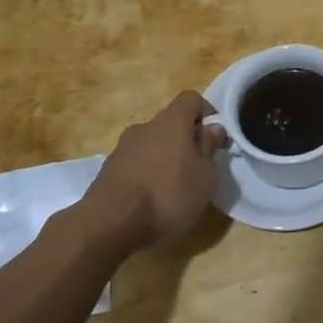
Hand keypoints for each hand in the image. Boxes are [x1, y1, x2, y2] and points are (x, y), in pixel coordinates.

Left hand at [82, 91, 227, 251]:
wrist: (109, 224)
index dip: (206, 112)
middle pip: (170, 123)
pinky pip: (135, 164)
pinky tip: (150, 201)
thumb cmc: (168, 194)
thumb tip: (213, 128)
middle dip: (185, 141)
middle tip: (196, 168)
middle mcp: (145, 127)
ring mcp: (122, 148)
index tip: (215, 137)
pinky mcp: (107, 171)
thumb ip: (210, 148)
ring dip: (164, 159)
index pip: (191, 99)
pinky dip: (146, 175)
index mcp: (171, 121)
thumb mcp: (205, 176)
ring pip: (151, 145)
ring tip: (173, 189)